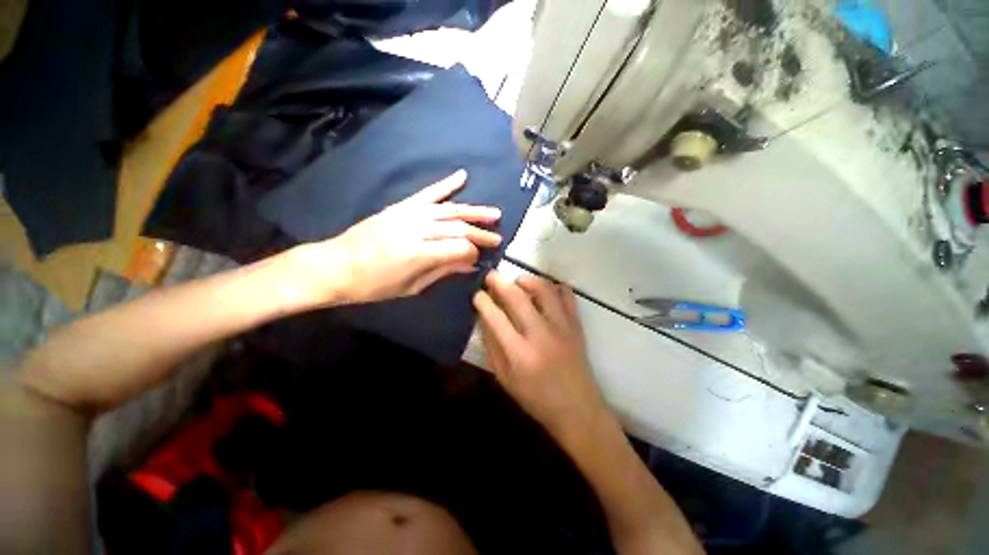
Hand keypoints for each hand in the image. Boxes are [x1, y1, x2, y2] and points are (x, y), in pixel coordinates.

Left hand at [287, 170, 501, 306]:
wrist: (336, 265)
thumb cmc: (374, 285)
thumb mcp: (412, 287)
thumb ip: (443, 271)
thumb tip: (470, 264)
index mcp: (418, 254)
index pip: (458, 248)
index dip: (473, 253)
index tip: (479, 259)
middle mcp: (416, 230)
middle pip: (458, 228)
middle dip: (481, 234)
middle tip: (497, 238)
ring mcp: (408, 214)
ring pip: (449, 209)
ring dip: (474, 211)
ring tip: (494, 214)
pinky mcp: (400, 206)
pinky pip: (428, 193)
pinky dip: (446, 184)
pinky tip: (462, 176)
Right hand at [473, 272, 610, 439]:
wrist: (577, 409)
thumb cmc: (536, 398)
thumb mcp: (505, 379)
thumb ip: (492, 347)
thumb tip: (483, 319)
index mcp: (519, 353)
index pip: (495, 317)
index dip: (483, 302)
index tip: (477, 294)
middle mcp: (540, 334)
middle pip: (517, 297)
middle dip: (500, 282)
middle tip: (491, 275)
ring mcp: (562, 327)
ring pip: (544, 290)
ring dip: (527, 280)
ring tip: (518, 281)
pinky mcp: (576, 325)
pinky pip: (567, 296)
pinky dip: (555, 287)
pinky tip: (546, 290)